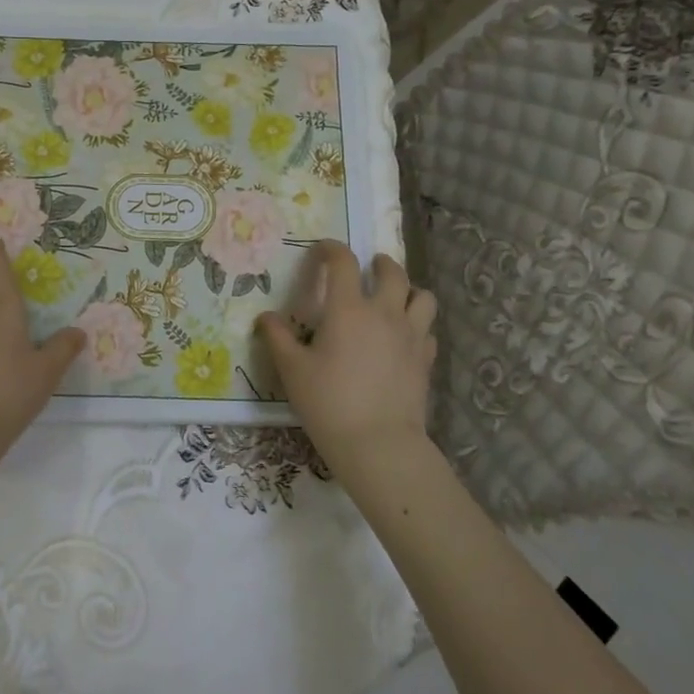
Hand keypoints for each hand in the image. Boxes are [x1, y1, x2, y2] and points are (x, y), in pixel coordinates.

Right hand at [259, 241, 436, 478]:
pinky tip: (404, 337)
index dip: (332, 249)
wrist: (377, 443)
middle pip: (393, 272)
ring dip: (409, 290)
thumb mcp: (292, 370)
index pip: (343, 262)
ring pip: (423, 297)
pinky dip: (417, 325)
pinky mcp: (425, 360)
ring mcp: (411, 336)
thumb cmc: (328, 402)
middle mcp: (384, 313)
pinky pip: (427, 330)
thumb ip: (277, 338)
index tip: (322, 249)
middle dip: (380, 263)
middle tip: (369, 267)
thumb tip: (265, 317)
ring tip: (395, 298)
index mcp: (348, 309)